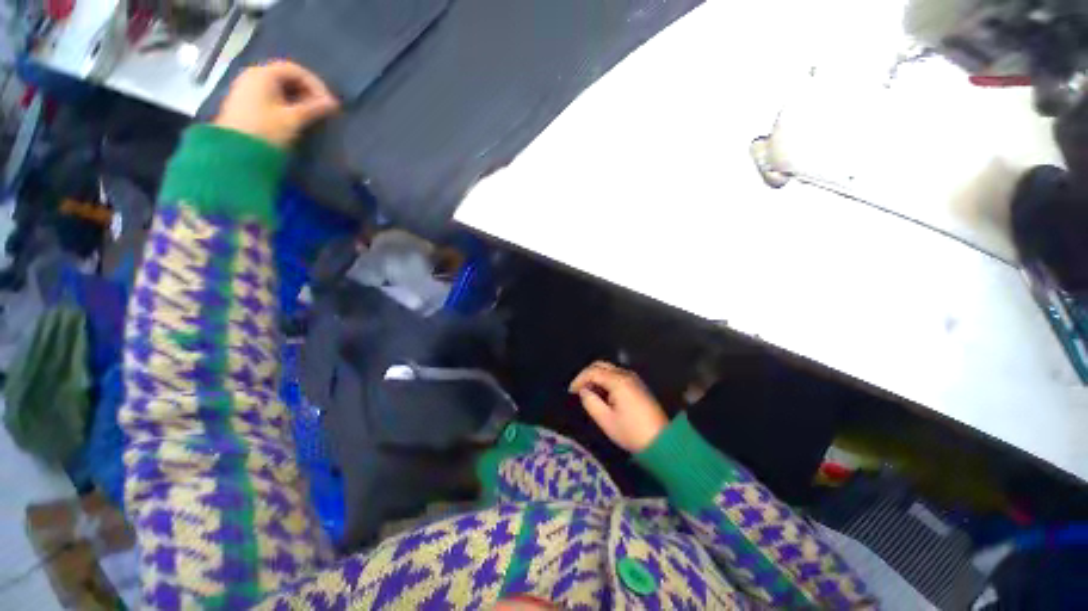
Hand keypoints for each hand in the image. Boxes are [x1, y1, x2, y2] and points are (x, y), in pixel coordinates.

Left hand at [214, 61, 338, 147]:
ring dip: (298, 97)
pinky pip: (270, 94)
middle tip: (321, 108)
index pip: (296, 70)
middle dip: (307, 90)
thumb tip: (334, 103)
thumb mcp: (293, 119)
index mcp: (264, 74)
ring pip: (279, 86)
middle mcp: (254, 75)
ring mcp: (247, 87)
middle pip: (286, 76)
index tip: (329, 102)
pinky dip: (286, 101)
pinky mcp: (245, 101)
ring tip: (311, 113)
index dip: (316, 84)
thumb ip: (314, 108)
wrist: (235, 152)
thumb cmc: (266, 131)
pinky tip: (294, 115)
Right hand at [569, 361, 668, 453]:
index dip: (579, 379)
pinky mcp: (637, 385)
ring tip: (589, 393)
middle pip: (601, 365)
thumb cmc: (631, 432)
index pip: (593, 371)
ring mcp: (634, 379)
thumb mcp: (606, 420)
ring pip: (609, 369)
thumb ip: (590, 402)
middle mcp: (626, 374)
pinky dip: (606, 380)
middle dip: (587, 375)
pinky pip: (617, 375)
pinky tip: (602, 394)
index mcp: (618, 381)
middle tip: (578, 389)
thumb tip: (584, 391)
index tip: (571, 391)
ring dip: (596, 377)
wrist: (662, 441)